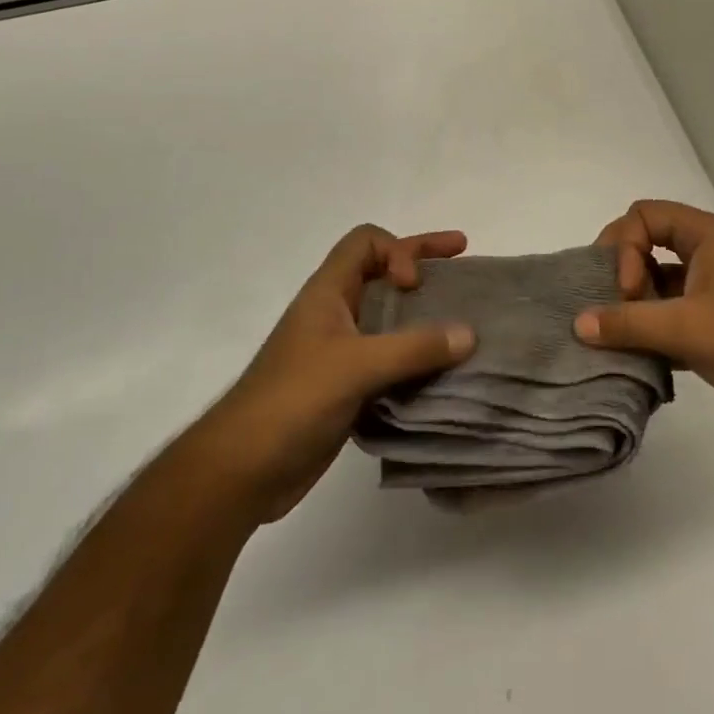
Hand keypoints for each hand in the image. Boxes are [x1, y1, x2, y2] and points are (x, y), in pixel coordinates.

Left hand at [191, 225, 474, 522]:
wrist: (243, 470)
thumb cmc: (293, 400)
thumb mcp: (356, 366)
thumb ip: (414, 348)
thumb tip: (470, 333)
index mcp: (328, 293)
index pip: (366, 243)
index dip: (397, 250)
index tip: (415, 285)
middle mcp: (336, 314)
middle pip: (382, 272)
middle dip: (422, 263)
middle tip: (463, 256)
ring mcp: (341, 352)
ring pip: (389, 317)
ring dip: (424, 314)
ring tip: (463, 319)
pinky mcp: (348, 387)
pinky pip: (391, 358)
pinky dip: (418, 357)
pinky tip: (444, 370)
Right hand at [576, 200, 713, 450]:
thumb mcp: (687, 327)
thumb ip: (628, 323)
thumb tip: (578, 323)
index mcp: (709, 236)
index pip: (644, 216)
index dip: (624, 246)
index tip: (627, 291)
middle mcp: (712, 256)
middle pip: (649, 247)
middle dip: (625, 276)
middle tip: (616, 313)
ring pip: (660, 286)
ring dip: (637, 309)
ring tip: (618, 340)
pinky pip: (674, 319)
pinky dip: (654, 334)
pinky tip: (639, 360)